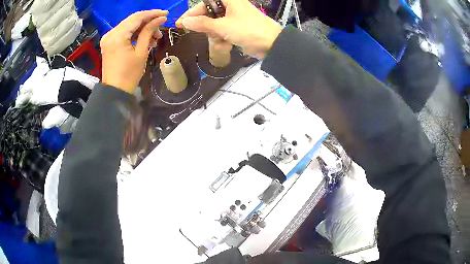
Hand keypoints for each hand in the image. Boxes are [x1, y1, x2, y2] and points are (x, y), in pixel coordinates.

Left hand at [101, 10, 168, 93]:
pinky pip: (124, 32)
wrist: (115, 91)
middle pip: (132, 20)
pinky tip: (145, 39)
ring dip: (142, 28)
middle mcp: (111, 33)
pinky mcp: (109, 43)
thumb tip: (160, 19)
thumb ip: (149, 32)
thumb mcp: (141, 52)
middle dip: (148, 21)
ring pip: (129, 25)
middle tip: (161, 27)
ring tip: (154, 37)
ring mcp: (108, 38)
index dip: (152, 14)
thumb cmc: (129, 74)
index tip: (165, 14)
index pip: (137, 17)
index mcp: (118, 36)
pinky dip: (135, 33)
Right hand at [176, 0, 281, 58]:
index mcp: (229, 0)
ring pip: (214, 25)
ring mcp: (234, 18)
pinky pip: (222, 32)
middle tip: (203, 33)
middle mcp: (231, 7)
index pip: (205, 3)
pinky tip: (226, 45)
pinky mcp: (237, 28)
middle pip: (209, 14)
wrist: (272, 45)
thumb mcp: (223, 26)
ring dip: (215, 35)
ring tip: (221, 41)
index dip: (193, 12)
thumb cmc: (248, 30)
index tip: (182, 22)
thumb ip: (202, 24)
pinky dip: (222, 39)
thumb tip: (185, 22)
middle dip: (206, 26)